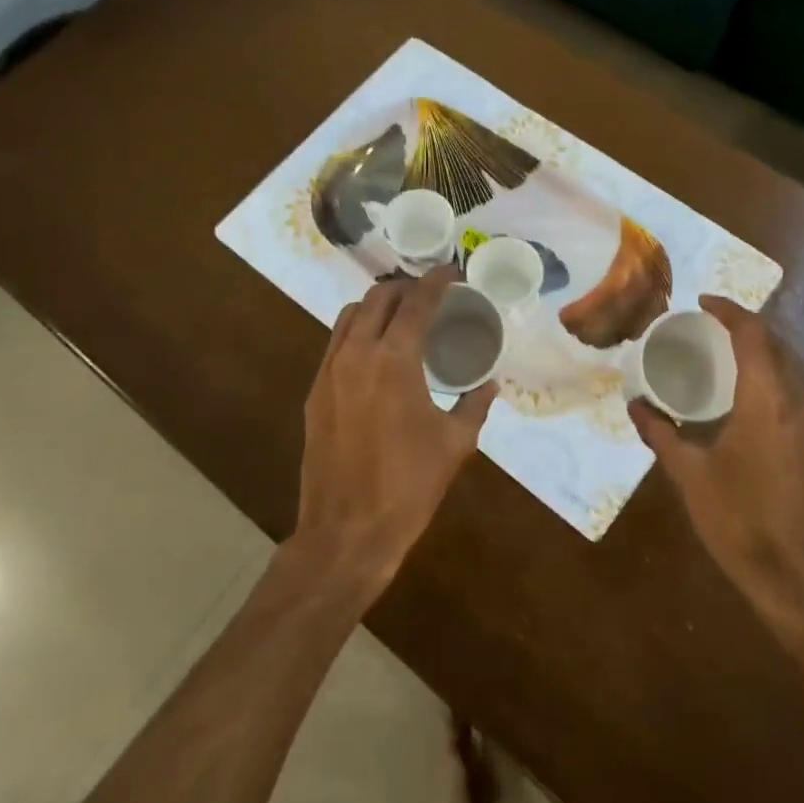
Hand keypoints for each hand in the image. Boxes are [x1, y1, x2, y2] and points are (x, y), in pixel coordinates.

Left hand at [295, 267, 497, 598]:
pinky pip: (336, 343)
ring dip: (377, 306)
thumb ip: (474, 405)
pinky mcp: (315, 392)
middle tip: (431, 296)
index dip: (437, 280)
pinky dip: (358, 332)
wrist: (347, 530)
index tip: (453, 272)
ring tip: (402, 317)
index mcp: (394, 360)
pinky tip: (376, 352)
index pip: (416, 302)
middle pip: (378, 298)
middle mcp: (356, 354)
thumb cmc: (408, 486)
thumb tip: (489, 383)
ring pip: (350, 316)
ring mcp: (329, 372)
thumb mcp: (454, 444)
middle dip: (406, 288)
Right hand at [628, 296, 803, 646]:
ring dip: (764, 358)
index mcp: (766, 402)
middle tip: (712, 330)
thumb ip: (660, 433)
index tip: (704, 303)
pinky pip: (801, 401)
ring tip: (729, 363)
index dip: (730, 311)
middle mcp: (800, 405)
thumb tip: (635, 405)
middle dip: (747, 330)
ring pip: (794, 375)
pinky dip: (777, 387)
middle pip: (779, 349)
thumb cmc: (737, 520)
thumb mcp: (688, 474)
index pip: (754, 336)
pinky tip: (754, 409)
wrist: (797, 580)